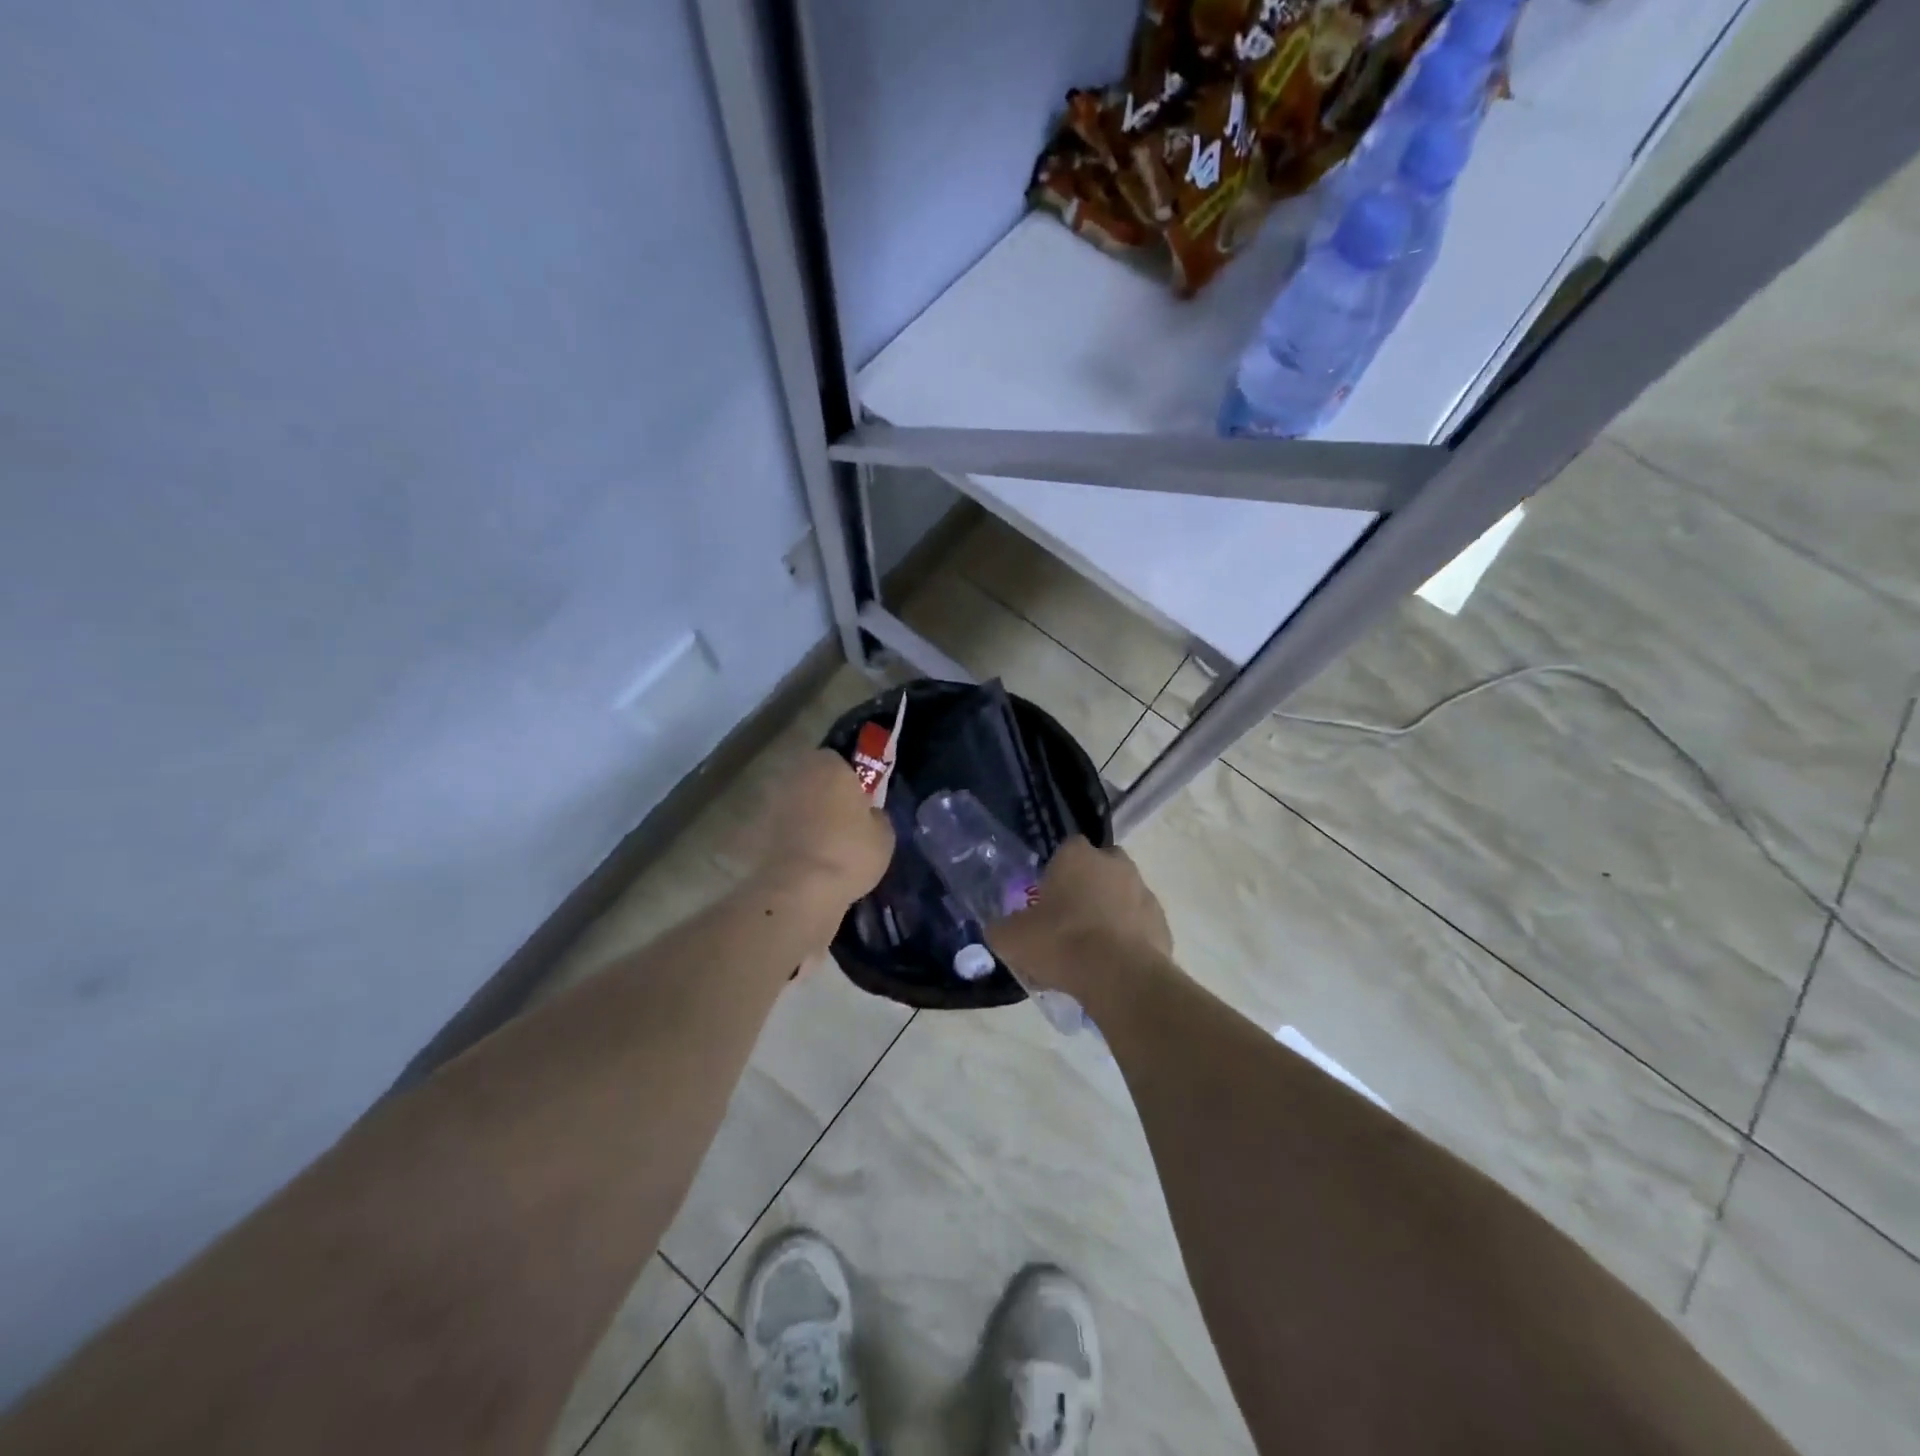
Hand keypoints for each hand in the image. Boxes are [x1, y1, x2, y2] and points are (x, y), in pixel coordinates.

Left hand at [749, 749, 894, 910]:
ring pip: (797, 801)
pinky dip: (793, 835)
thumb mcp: (884, 835)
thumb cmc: (850, 853)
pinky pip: (784, 826)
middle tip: (844, 820)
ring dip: (807, 814)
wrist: (800, 889)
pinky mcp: (759, 828)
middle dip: (826, 793)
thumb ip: (876, 815)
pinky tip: (808, 857)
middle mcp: (798, 774)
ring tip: (825, 842)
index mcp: (831, 765)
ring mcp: (775, 800)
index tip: (860, 799)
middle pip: (815, 778)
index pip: (841, 759)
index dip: (851, 778)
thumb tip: (869, 814)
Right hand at [986, 837, 1170, 1004]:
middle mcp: (1114, 863)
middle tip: (1068, 921)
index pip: (1065, 850)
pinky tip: (1113, 963)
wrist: (1120, 977)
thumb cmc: (1061, 943)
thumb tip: (999, 928)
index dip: (1055, 873)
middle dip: (1086, 887)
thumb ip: (1001, 928)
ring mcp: (1143, 891)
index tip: (1046, 899)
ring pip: (1122, 895)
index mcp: (1077, 855)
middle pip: (1097, 868)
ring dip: (1109, 912)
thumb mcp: (1011, 938)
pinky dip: (1129, 937)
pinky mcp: (1162, 922)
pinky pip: (1139, 925)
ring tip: (1091, 949)